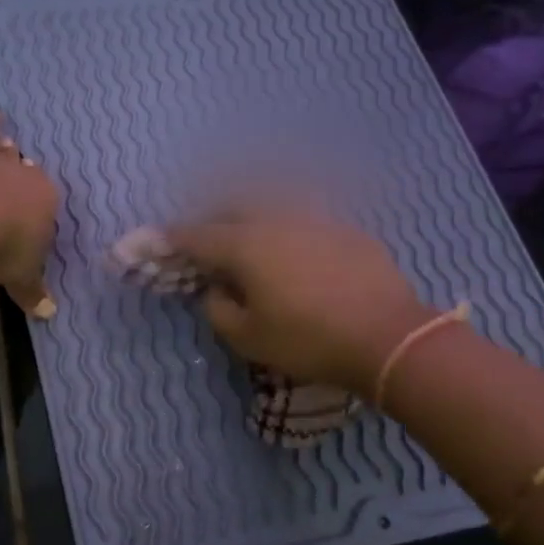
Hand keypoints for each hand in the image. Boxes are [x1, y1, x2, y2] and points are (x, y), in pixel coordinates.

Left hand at [0, 99, 58, 317]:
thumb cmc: (8, 248)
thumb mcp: (25, 276)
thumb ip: (33, 290)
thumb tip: (48, 313)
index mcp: (38, 197)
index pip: (40, 192)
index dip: (37, 189)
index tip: (34, 183)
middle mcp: (8, 171)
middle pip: (12, 157)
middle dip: (13, 151)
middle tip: (12, 140)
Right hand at [167, 212, 434, 391]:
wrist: (387, 335)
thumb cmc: (308, 340)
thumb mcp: (248, 338)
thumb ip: (219, 309)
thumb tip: (216, 290)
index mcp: (245, 243)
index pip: (196, 235)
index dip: (172, 239)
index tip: (156, 241)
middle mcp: (275, 218)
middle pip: (232, 206)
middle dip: (212, 219)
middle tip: (206, 244)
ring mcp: (314, 217)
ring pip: (271, 204)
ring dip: (250, 217)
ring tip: (249, 240)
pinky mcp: (345, 227)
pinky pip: (303, 217)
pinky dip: (286, 227)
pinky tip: (295, 248)